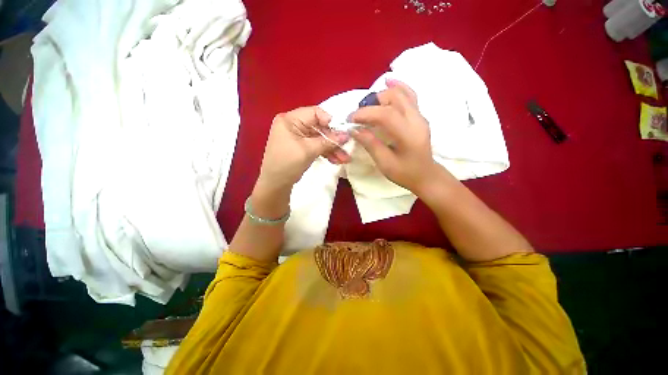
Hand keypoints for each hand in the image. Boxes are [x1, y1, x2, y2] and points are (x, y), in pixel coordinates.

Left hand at [256, 106, 350, 192]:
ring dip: (332, 149)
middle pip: (319, 127)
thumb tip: (346, 135)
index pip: (314, 112)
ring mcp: (298, 137)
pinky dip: (326, 153)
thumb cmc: (287, 164)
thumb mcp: (308, 151)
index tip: (342, 131)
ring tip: (345, 159)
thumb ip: (328, 142)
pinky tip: (336, 160)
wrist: (276, 184)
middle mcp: (294, 125)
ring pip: (320, 139)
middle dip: (334, 140)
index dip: (330, 121)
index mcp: (290, 120)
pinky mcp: (302, 147)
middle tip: (347, 148)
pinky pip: (317, 146)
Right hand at [350, 79, 438, 193]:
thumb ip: (370, 144)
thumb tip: (354, 129)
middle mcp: (417, 120)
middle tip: (359, 115)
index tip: (350, 119)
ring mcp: (420, 115)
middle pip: (394, 98)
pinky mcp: (420, 115)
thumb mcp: (384, 163)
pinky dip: (398, 86)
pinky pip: (410, 95)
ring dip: (382, 94)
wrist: (425, 175)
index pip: (385, 114)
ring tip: (368, 105)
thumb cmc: (405, 173)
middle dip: (372, 103)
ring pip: (402, 93)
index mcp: (408, 135)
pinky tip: (388, 81)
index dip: (365, 113)